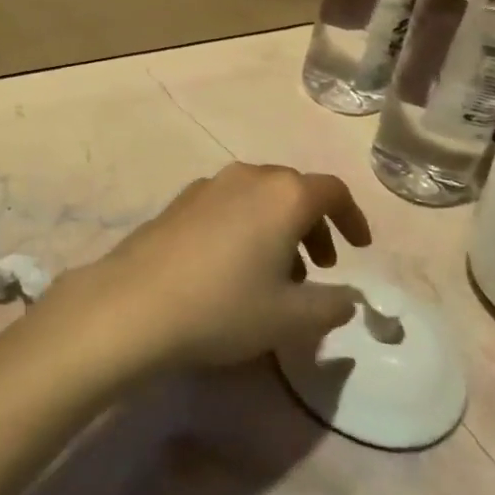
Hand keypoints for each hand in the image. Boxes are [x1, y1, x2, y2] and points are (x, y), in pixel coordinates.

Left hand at [60, 163, 370, 372]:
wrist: (135, 302)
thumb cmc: (224, 306)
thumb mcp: (292, 318)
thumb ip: (333, 304)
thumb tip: (349, 296)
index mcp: (282, 194)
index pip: (331, 191)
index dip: (352, 218)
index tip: (359, 249)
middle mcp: (246, 176)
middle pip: (293, 189)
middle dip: (314, 225)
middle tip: (320, 267)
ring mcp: (208, 185)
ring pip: (258, 197)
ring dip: (279, 227)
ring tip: (278, 275)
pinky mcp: (179, 201)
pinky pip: (228, 204)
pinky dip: (246, 226)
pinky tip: (234, 267)